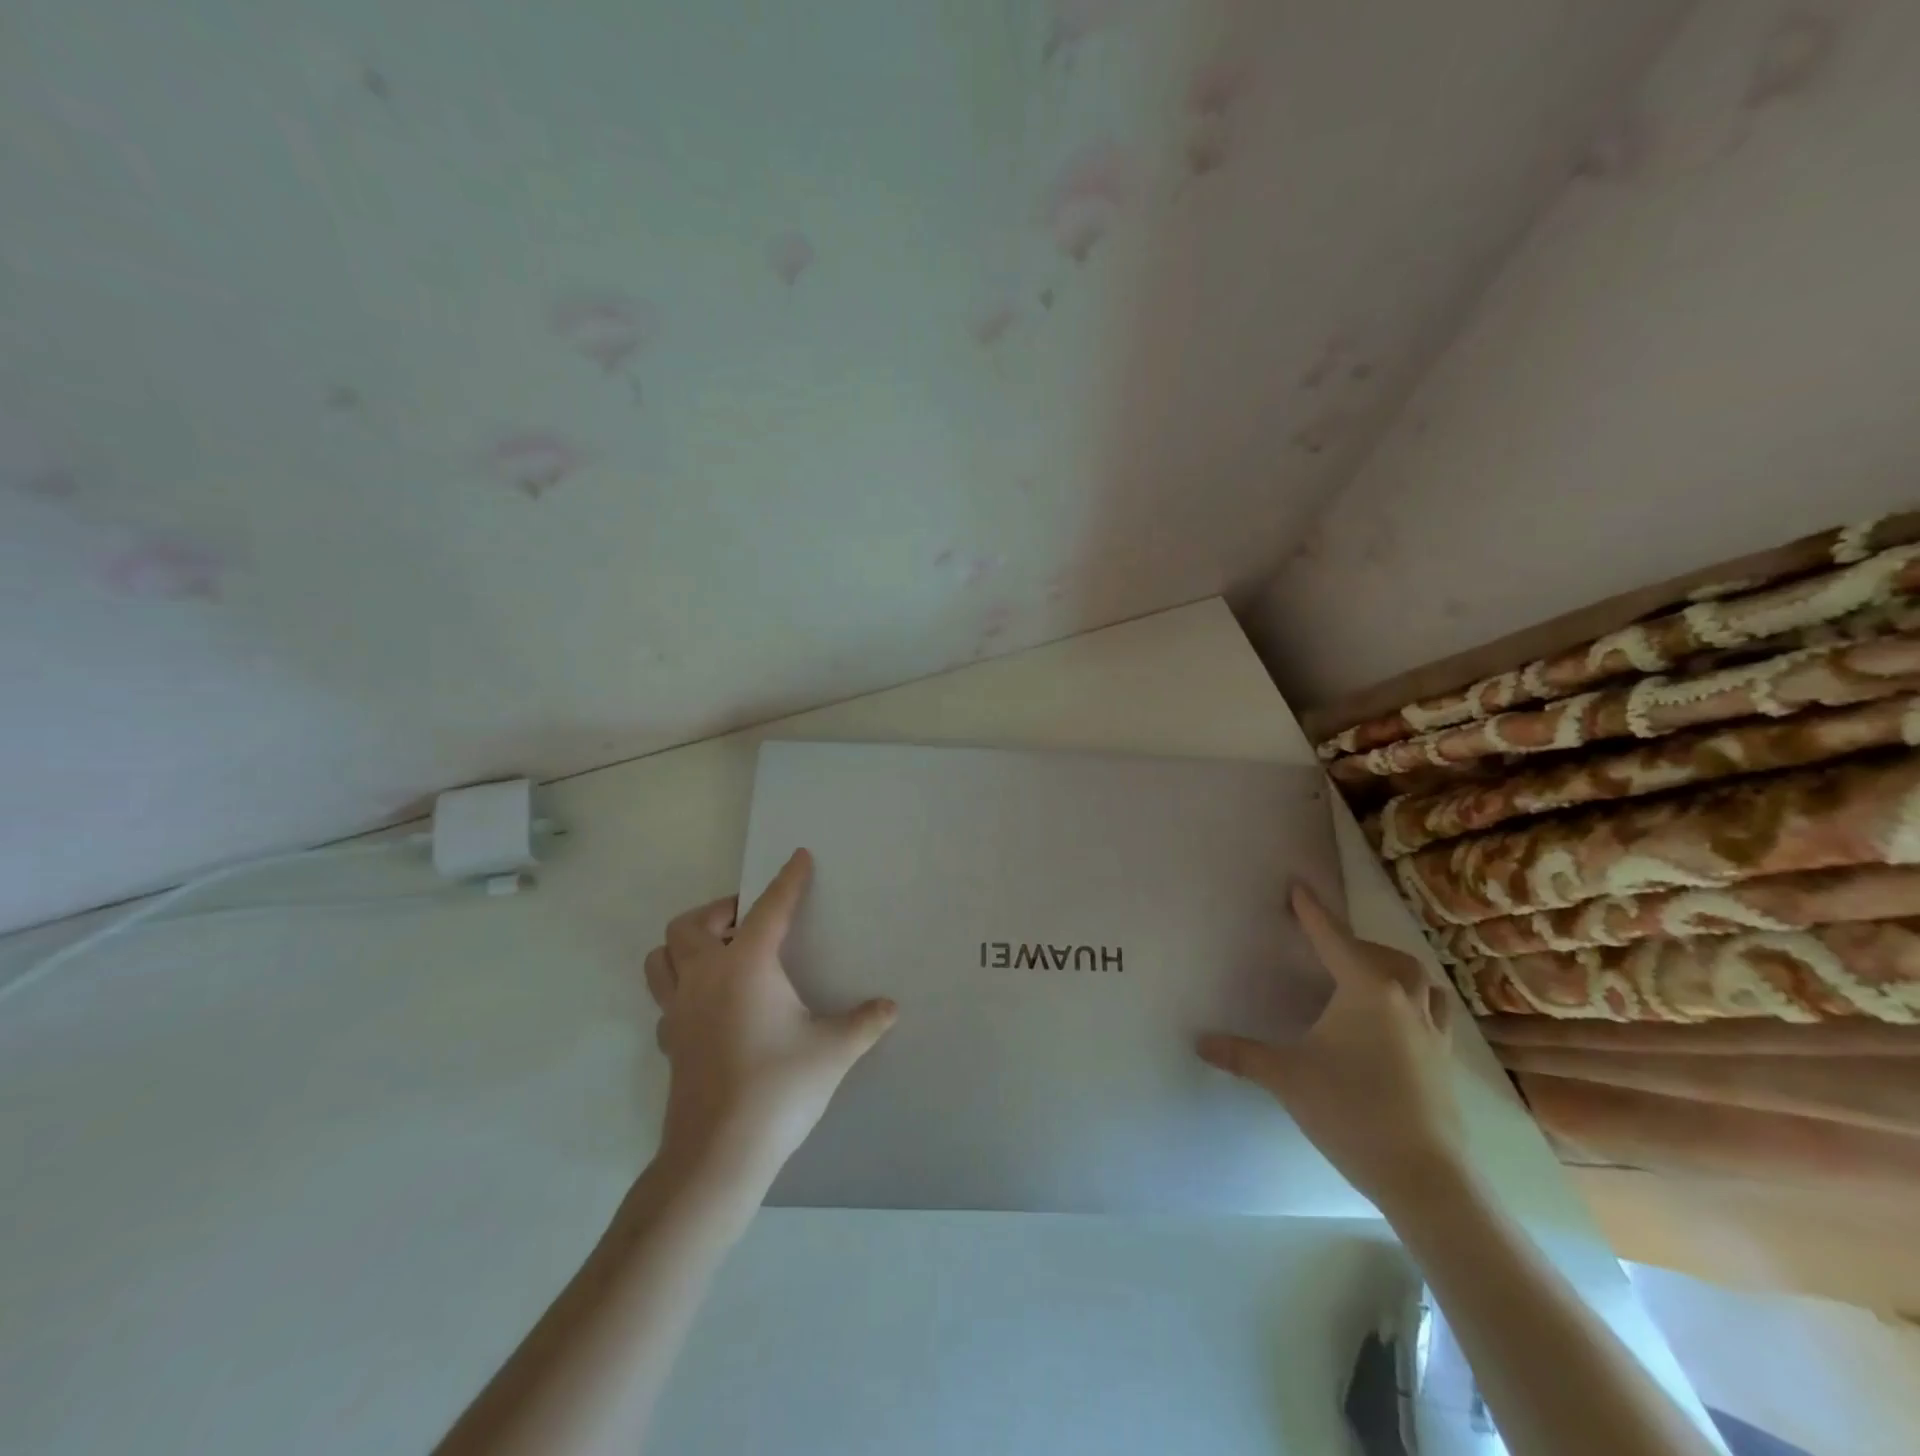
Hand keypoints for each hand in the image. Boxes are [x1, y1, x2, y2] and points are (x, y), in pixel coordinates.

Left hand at [643, 849, 897, 1192]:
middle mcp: (704, 977)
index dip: (788, 881)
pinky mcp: (669, 1042)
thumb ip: (864, 1022)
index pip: (770, 908)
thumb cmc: (778, 1088)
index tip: (799, 858)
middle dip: (720, 911)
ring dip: (686, 945)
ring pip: (661, 958)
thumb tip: (890, 1007)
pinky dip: (682, 989)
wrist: (718, 1155)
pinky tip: (711, 1007)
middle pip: (690, 924)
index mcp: (745, 965)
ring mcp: (678, 1011)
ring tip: (721, 954)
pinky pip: (665, 999)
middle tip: (750, 921)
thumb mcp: (833, 1051)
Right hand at [1197, 884, 1465, 1210]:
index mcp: (1365, 990)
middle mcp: (1403, 1000)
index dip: (1312, 912)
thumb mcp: (1286, 1077)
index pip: (1332, 938)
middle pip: (1383, 956)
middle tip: (1327, 949)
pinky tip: (1398, 1021)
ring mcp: (1431, 1030)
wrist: (1423, 1175)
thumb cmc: (1350, 1110)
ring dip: (1392, 970)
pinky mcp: (1445, 1060)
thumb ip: (1242, 1054)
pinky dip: (1414, 1001)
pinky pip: (1432, 1011)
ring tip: (1367, 978)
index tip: (1299, 888)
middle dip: (1354, 944)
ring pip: (1418, 980)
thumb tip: (1199, 1041)